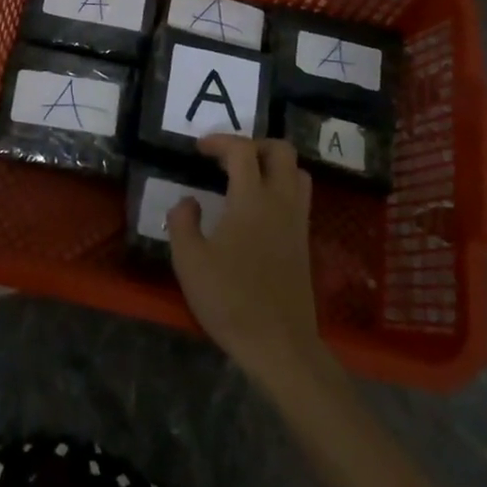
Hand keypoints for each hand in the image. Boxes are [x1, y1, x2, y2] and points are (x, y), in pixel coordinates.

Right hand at [168, 135, 326, 383]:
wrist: (279, 345)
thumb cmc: (230, 299)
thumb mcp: (189, 260)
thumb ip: (182, 222)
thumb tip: (189, 200)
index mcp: (252, 200)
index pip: (242, 150)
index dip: (219, 141)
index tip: (198, 149)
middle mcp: (281, 202)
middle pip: (281, 150)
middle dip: (254, 143)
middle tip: (227, 157)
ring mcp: (297, 222)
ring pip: (297, 172)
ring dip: (272, 164)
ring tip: (245, 177)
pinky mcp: (304, 243)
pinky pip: (299, 197)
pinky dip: (280, 187)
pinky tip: (256, 208)